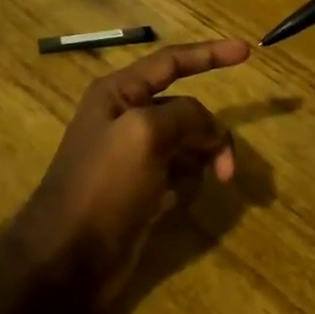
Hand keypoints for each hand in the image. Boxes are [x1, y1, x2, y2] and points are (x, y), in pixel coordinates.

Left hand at [19, 39, 250, 303]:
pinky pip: (179, 174)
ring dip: (201, 161)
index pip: (172, 61)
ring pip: (188, 143)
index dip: (210, 54)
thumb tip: (209, 129)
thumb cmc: (103, 186)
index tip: (246, 52)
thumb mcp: (145, 134)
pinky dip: (186, 185)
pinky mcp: (142, 191)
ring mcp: (134, 157)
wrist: (68, 261)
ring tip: (203, 188)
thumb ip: (185, 115)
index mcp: (119, 93)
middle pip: (186, 109)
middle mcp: (126, 118)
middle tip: (226, 166)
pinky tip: (171, 206)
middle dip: (209, 132)